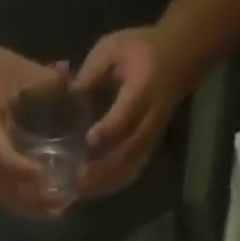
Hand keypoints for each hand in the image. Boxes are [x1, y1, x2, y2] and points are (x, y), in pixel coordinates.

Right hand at [0, 38, 66, 220]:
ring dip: (31, 207)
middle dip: (34, 203)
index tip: (43, 173)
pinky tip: (44, 197)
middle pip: (7, 192)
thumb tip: (67, 76)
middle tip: (61, 205)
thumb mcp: (6, 66)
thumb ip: (37, 75)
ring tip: (55, 210)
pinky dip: (25, 198)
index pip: (1, 159)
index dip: (22, 170)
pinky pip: (6, 189)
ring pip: (8, 196)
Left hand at [74, 27, 185, 199]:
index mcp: (142, 88)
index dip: (109, 129)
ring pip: (127, 169)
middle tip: (74, 180)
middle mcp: (149, 120)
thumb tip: (63, 99)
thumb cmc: (139, 51)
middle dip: (100, 169)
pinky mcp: (147, 152)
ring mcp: (150, 140)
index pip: (126, 115)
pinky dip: (109, 185)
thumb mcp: (113, 49)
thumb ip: (89, 74)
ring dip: (102, 183)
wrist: (176, 61)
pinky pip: (129, 174)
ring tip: (77, 191)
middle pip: (127, 152)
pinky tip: (89, 190)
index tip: (89, 141)